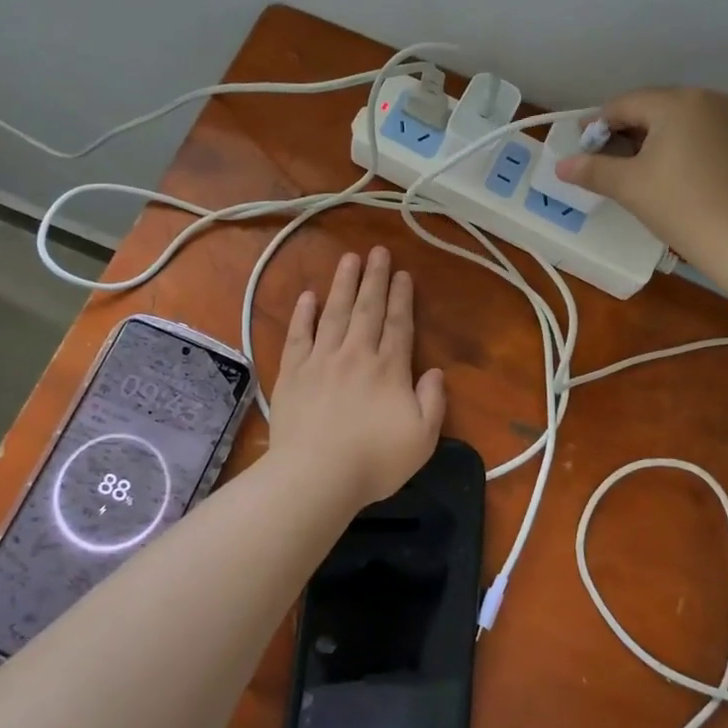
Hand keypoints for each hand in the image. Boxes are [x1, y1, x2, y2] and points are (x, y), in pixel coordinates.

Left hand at [265, 247, 446, 510]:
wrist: (316, 475)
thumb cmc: (374, 461)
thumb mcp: (422, 438)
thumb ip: (433, 401)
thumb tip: (435, 372)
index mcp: (389, 369)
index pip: (398, 324)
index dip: (402, 298)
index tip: (403, 274)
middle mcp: (356, 354)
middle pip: (367, 309)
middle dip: (375, 278)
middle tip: (378, 252)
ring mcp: (321, 360)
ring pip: (334, 312)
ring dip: (343, 284)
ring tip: (349, 259)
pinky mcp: (293, 372)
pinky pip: (299, 335)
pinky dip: (304, 314)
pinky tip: (308, 295)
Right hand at [554, 87, 727, 260]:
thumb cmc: (680, 205)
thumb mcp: (628, 186)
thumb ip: (591, 169)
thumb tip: (560, 165)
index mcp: (676, 102)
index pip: (622, 105)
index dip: (595, 127)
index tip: (580, 154)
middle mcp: (705, 98)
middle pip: (649, 108)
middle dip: (622, 133)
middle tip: (601, 165)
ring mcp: (727, 117)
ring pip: (672, 121)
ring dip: (646, 140)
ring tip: (629, 171)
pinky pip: (694, 132)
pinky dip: (672, 146)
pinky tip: (661, 173)